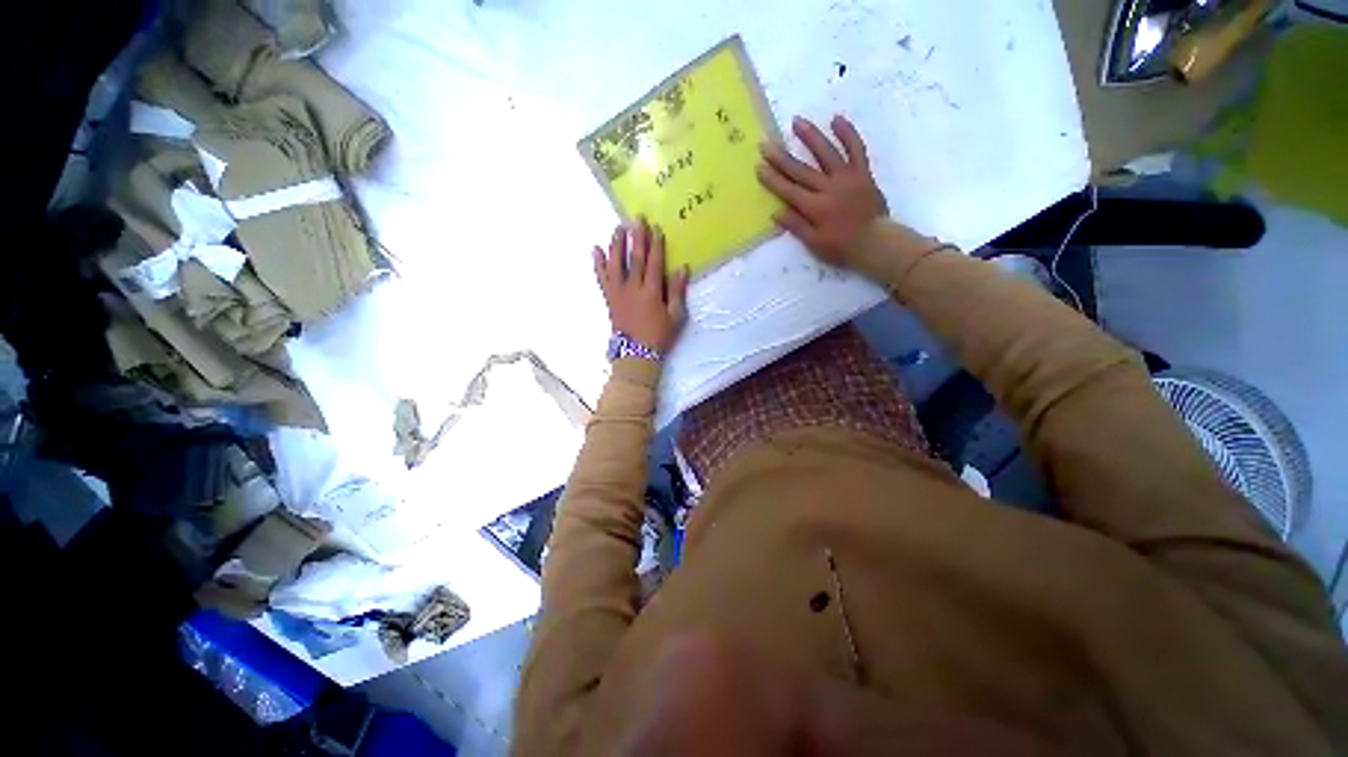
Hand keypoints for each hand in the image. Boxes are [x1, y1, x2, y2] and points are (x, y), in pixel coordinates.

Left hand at [593, 219, 689, 353]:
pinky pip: (601, 278)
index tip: (656, 228)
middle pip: (634, 259)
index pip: (654, 263)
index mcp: (651, 293)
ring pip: (615, 264)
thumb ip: (677, 292)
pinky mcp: (609, 298)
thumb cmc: (659, 335)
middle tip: (636, 218)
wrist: (636, 353)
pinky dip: (598, 264)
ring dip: (616, 245)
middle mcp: (633, 288)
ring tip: (618, 228)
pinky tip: (596, 250)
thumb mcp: (676, 316)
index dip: (655, 245)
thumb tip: (682, 267)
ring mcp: (618, 293)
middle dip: (636, 238)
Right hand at [757, 115, 888, 266]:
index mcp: (815, 207)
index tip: (759, 166)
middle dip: (782, 157)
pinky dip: (847, 133)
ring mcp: (847, 177)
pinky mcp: (862, 172)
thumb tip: (776, 212)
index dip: (772, 179)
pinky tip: (836, 119)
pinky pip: (856, 149)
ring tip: (797, 121)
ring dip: (811, 136)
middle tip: (766, 144)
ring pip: (826, 153)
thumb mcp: (814, 243)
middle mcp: (828, 188)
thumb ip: (796, 226)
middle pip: (801, 170)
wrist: (875, 242)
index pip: (788, 190)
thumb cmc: (842, 247)